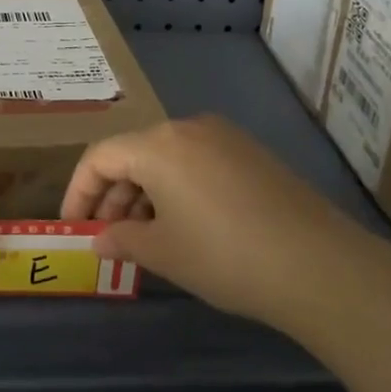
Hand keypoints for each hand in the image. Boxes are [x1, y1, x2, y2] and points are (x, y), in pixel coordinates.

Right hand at [61, 115, 368, 331]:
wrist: (317, 264)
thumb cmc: (224, 256)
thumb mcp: (163, 252)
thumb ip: (122, 239)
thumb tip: (99, 238)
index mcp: (159, 144)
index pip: (101, 156)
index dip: (79, 191)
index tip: (74, 226)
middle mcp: (188, 127)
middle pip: (134, 153)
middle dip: (114, 195)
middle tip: (110, 238)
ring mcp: (224, 137)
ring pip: (167, 158)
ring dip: (146, 194)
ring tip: (146, 238)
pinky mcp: (251, 153)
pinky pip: (197, 163)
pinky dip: (177, 189)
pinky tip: (185, 226)